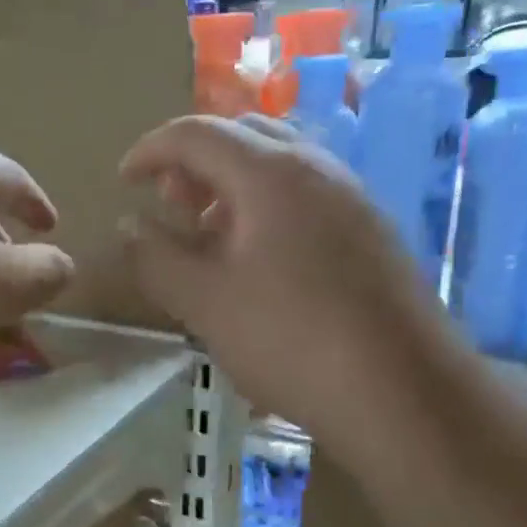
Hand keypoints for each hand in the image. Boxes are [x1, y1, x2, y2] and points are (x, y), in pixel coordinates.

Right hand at [120, 115, 458, 434]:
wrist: (403, 392)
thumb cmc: (290, 339)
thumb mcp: (202, 301)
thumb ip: (155, 257)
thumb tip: (131, 225)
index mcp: (270, 174)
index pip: (197, 134)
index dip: (150, 150)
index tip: (123, 181)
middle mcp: (317, 168)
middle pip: (243, 134)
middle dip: (195, 161)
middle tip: (169, 204)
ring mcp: (353, 198)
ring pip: (279, 163)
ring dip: (231, 183)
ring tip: (207, 233)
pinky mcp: (372, 232)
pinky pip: (306, 194)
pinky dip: (265, 205)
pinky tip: (256, 259)